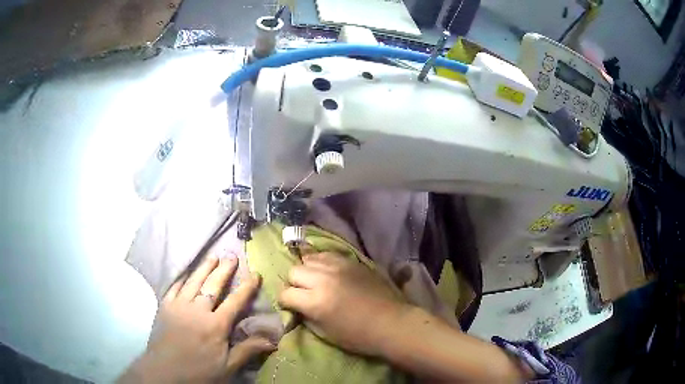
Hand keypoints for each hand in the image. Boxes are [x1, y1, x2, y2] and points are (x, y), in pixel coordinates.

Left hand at [119, 256, 275, 382]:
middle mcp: (198, 310)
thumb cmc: (199, 372)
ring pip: (193, 281)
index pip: (235, 301)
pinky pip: (174, 287)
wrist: (165, 372)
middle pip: (213, 285)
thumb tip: (272, 340)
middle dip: (224, 270)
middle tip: (232, 255)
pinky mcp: (165, 307)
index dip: (246, 287)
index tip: (255, 274)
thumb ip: (248, 350)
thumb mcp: (228, 367)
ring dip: (204, 268)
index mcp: (216, 325)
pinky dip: (182, 278)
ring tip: (213, 256)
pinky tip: (186, 273)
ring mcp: (179, 306)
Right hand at [278, 252, 408, 356]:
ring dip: (307, 271)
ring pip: (308, 259)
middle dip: (294, 284)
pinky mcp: (352, 261)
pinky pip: (327, 255)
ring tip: (315, 281)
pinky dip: (322, 262)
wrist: (391, 322)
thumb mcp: (325, 333)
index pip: (285, 294)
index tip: (290, 306)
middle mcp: (323, 279)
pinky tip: (327, 272)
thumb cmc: (358, 336)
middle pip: (294, 271)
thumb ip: (306, 316)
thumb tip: (297, 306)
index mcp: (315, 302)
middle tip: (302, 294)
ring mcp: (339, 267)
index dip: (285, 302)